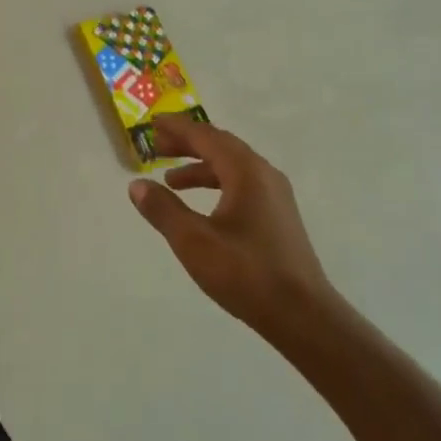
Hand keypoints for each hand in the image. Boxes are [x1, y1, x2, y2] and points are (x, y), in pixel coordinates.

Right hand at [126, 115, 333, 336]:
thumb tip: (137, 185)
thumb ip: (163, 209)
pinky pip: (242, 185)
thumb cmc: (245, 273)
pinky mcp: (279, 217)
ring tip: (171, 180)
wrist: (303, 315)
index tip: (153, 124)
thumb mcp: (193, 241)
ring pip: (232, 167)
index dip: (177, 129)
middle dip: (187, 144)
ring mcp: (276, 196)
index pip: (206, 136)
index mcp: (246, 171)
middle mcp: (264, 175)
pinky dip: (217, 185)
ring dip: (201, 167)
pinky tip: (203, 207)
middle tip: (156, 147)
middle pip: (221, 146)